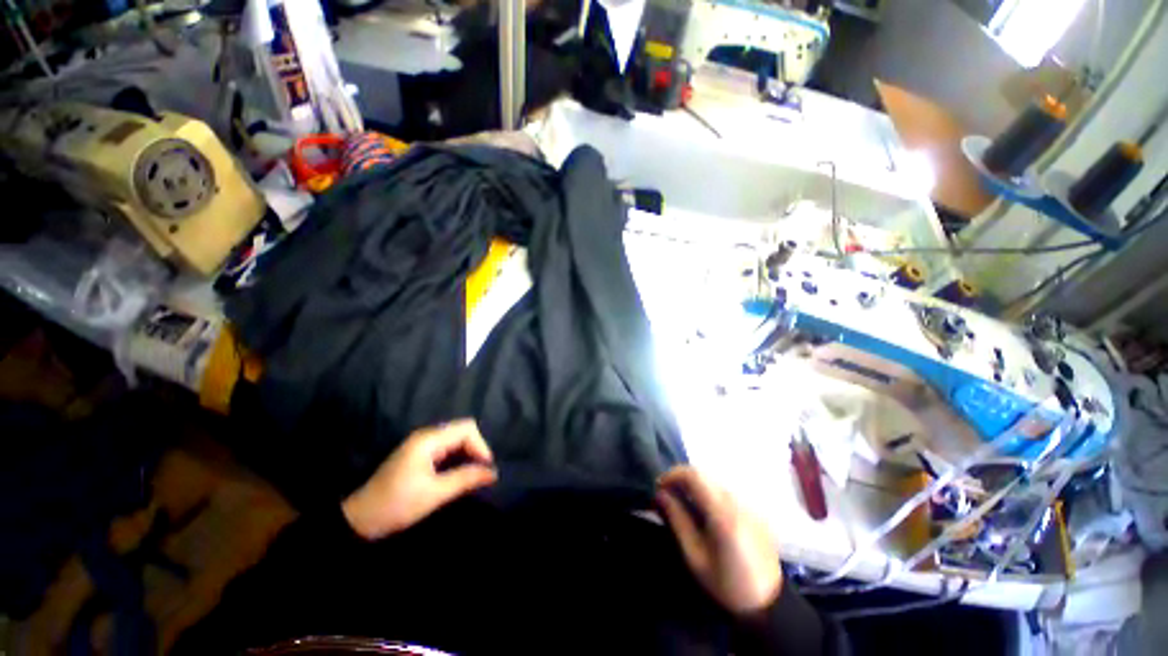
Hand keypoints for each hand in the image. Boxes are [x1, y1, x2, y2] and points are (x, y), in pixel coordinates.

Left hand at [342, 419, 497, 539]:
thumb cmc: (397, 505)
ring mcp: (422, 444)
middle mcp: (426, 436)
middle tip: (481, 472)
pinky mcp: (419, 454)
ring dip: (467, 453)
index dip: (480, 445)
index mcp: (428, 440)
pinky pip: (447, 447)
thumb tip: (493, 472)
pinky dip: (457, 457)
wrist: (359, 520)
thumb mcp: (434, 494)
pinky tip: (459, 473)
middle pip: (462, 430)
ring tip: (473, 474)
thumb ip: (465, 479)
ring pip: (455, 439)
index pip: (466, 429)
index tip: (485, 468)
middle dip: (476, 448)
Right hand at [656, 466, 782, 614]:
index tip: (659, 486)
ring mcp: (748, 504)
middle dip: (681, 479)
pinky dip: (708, 493)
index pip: (694, 475)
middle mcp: (736, 501)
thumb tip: (660, 494)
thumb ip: (677, 520)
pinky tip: (703, 512)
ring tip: (682, 502)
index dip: (672, 474)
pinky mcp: (754, 510)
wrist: (770, 604)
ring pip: (714, 482)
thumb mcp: (695, 557)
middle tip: (666, 494)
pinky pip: (725, 492)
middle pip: (703, 475)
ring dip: (694, 485)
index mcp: (722, 513)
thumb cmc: (726, 584)